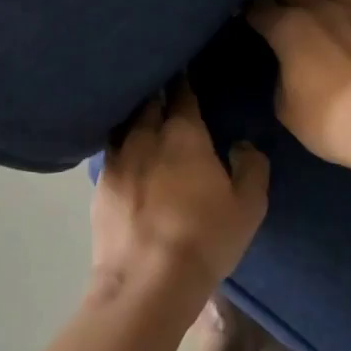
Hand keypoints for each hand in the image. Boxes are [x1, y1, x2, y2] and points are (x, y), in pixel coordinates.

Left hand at [90, 80, 268, 303]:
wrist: (147, 281)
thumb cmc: (206, 239)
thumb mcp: (248, 206)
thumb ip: (251, 167)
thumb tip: (241, 145)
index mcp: (184, 134)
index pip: (183, 94)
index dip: (184, 81)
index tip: (184, 70)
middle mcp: (145, 136)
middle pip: (149, 102)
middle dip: (157, 92)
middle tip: (163, 88)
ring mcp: (117, 160)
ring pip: (124, 124)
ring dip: (134, 116)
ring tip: (140, 116)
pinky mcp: (98, 186)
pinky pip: (109, 154)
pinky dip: (118, 147)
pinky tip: (122, 155)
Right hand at [245, 0, 350, 175]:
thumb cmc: (331, 121)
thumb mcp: (287, 109)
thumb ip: (282, 79)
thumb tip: (289, 67)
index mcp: (289, 27)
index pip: (258, 7)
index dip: (246, 8)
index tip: (240, 12)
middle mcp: (321, 8)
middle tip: (270, 1)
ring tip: (320, 2)